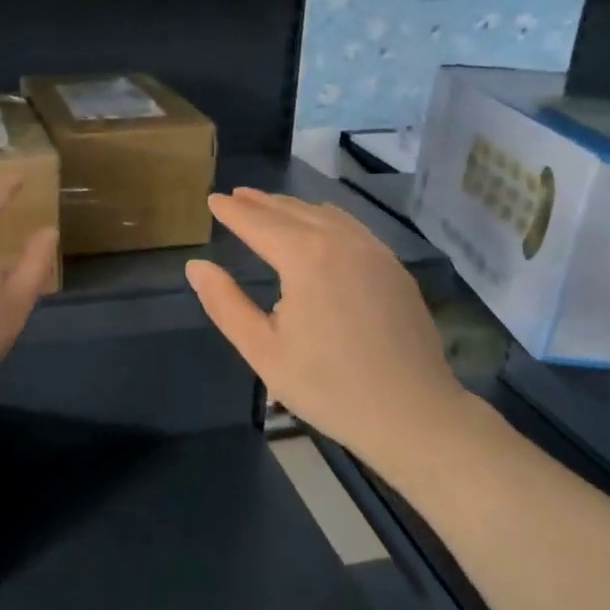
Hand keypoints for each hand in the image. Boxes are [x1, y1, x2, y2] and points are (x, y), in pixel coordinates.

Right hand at [185, 189, 463, 463]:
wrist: (413, 414)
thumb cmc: (329, 387)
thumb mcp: (263, 351)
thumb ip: (225, 304)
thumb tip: (196, 267)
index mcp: (305, 258)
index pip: (259, 223)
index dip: (233, 211)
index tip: (213, 200)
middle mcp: (341, 241)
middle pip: (292, 212)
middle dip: (261, 203)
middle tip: (237, 195)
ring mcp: (374, 251)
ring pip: (325, 215)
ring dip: (292, 208)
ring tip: (270, 206)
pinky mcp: (394, 267)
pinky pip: (352, 227)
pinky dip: (325, 218)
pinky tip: (319, 226)